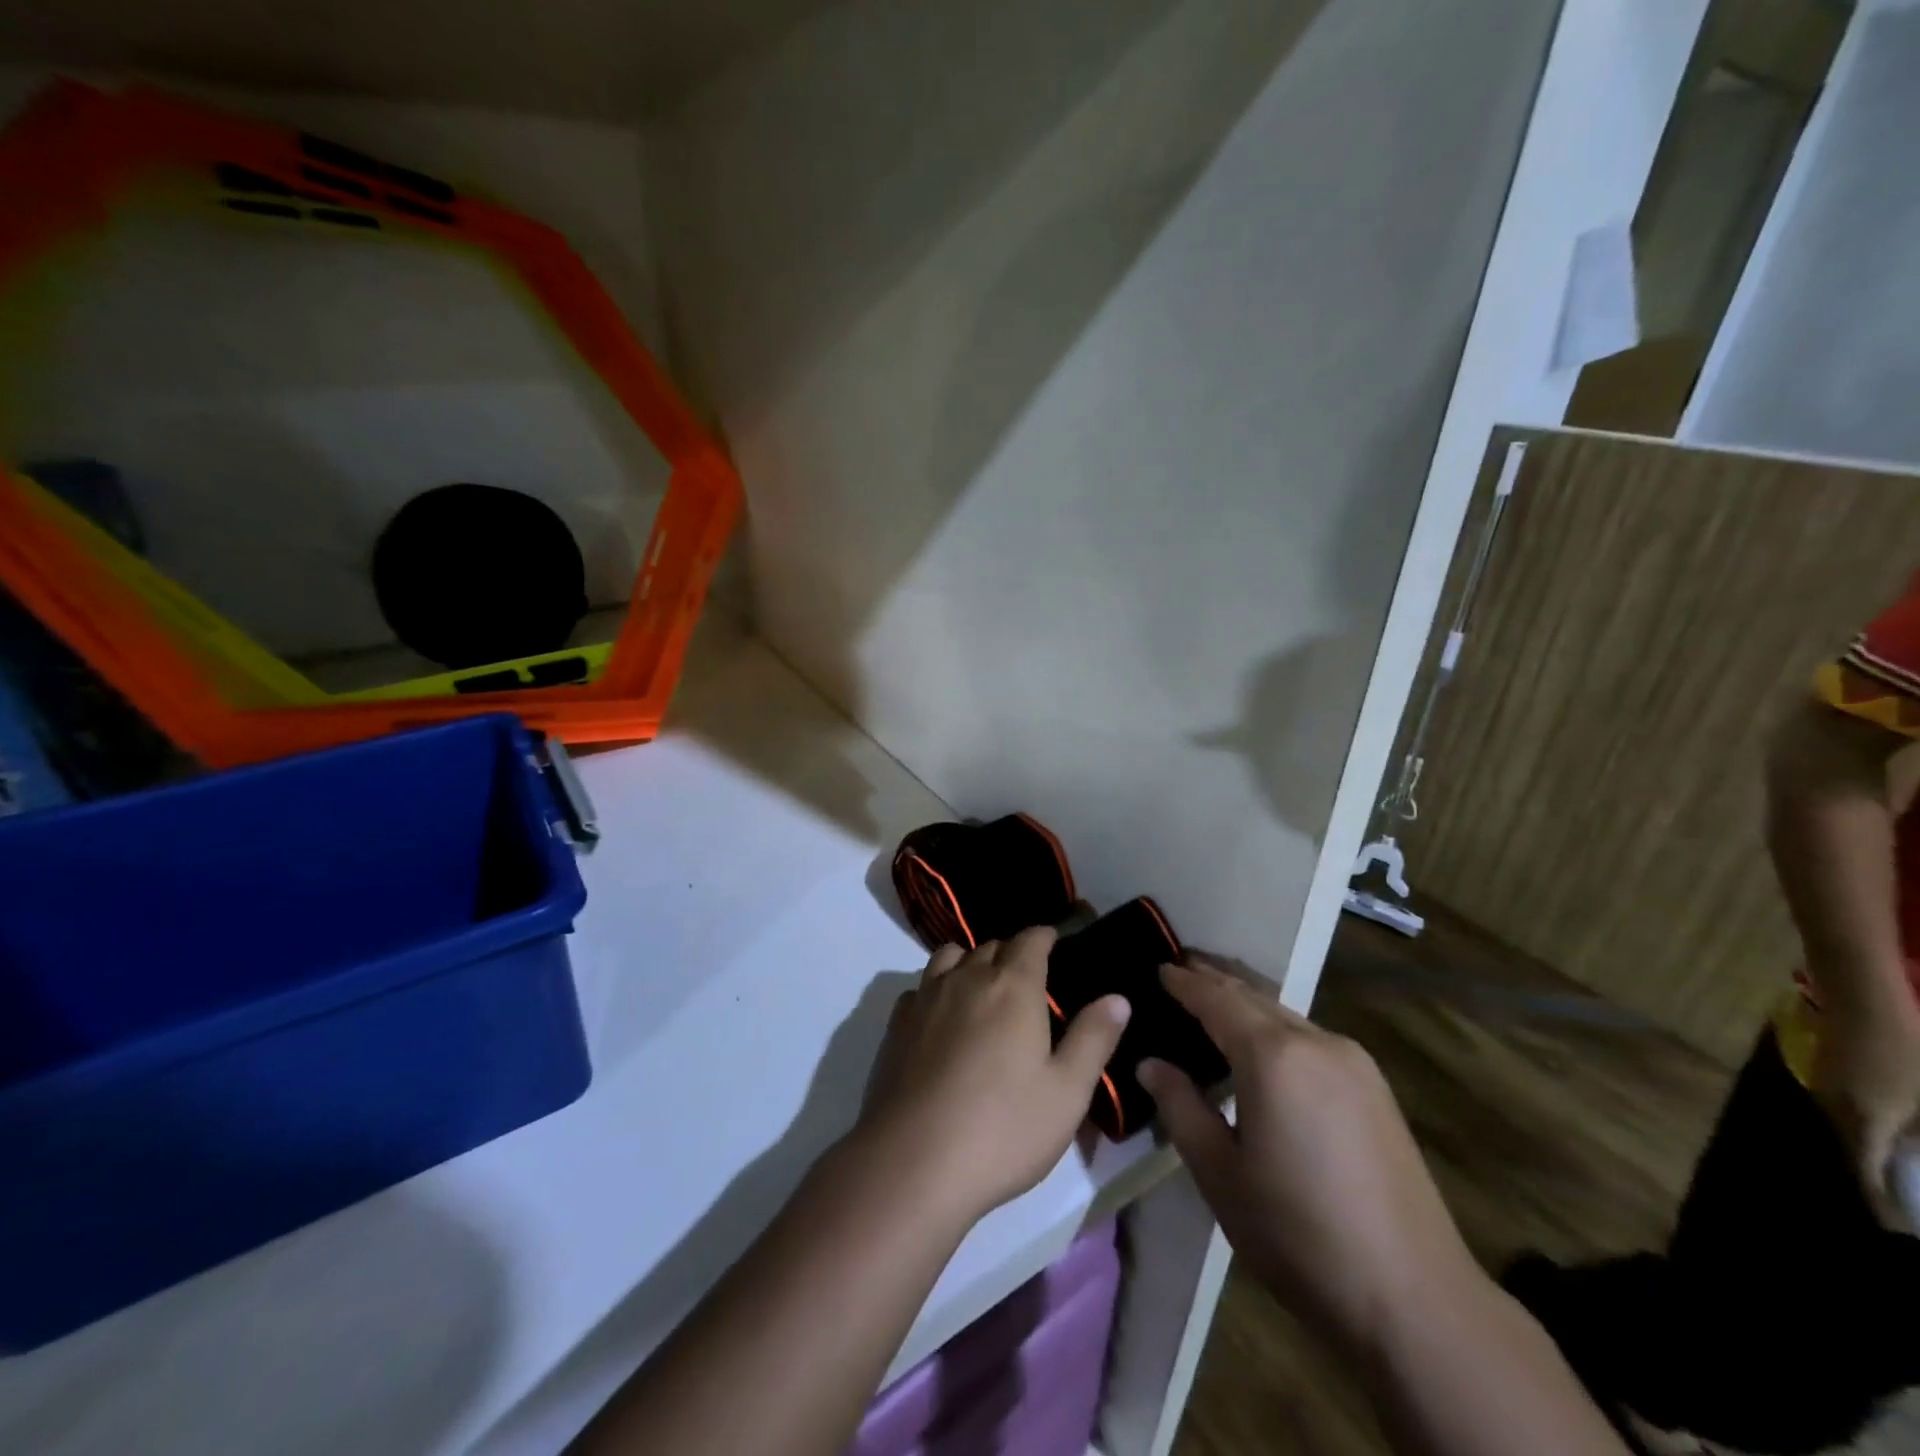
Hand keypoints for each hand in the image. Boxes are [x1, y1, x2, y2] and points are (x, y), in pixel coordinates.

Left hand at [853, 928, 1130, 1223]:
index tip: (1054, 941)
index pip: (1030, 940)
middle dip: (1011, 953)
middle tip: (1027, 979)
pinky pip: (920, 987)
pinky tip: (941, 1018)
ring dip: (969, 962)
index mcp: (1013, 986)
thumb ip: (1093, 1038)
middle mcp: (967, 978)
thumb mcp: (1067, 1092)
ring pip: (950, 957)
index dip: (1044, 936)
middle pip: (991, 946)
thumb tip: (1117, 997)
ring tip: (982, 989)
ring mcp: (926, 998)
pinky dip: (935, 989)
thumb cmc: (1003, 1128)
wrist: (914, 1161)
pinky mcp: (896, 1024)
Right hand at [1137, 959, 1478, 1353]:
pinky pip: (1310, 1036)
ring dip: (1246, 1002)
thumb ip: (1181, 1108)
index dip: (1184, 983)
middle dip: (1214, 980)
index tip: (1157, 969)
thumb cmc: (1299, 1235)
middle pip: (1253, 996)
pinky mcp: (1374, 1086)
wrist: (1415, 1300)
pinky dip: (1275, 1026)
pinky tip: (1263, 1043)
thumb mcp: (1220, 1174)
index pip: (1216, 1000)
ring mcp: (1353, 1061)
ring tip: (1213, 999)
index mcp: (1273, 1057)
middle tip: (1180, 969)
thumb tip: (1150, 1064)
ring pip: (1284, 1014)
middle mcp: (1315, 1042)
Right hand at [1813, 983, 1919, 1207]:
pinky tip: (1888, 1128)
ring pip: (1849, 1131)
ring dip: (1873, 1151)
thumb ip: (1918, 1134)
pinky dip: (1867, 1130)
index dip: (1883, 1205)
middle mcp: (1835, 1108)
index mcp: (1865, 1120)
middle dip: (1878, 1178)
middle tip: (1907, 1201)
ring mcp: (1825, 1088)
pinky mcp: (1826, 1074)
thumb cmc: (1908, 1051)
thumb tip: (1912, 1159)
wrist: (1862, 1000)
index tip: (1897, 1231)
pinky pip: (1847, 1113)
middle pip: (1855, 1152)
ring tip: (1900, 1168)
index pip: (1868, 1174)